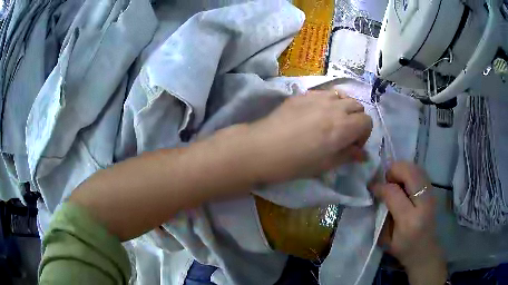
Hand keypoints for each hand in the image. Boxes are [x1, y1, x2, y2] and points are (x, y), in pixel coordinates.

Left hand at [247, 90, 372, 183]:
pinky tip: (315, 114)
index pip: (367, 121)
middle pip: (358, 106)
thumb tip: (362, 155)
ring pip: (342, 96)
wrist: (262, 148)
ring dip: (344, 108)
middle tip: (343, 134)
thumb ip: (347, 156)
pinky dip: (328, 102)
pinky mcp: (303, 94)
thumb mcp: (325, 165)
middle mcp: (334, 107)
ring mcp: (318, 97)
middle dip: (356, 120)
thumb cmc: (295, 163)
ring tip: (331, 121)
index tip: (352, 146)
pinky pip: (325, 93)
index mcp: (343, 126)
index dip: (364, 135)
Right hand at [370, 162, 446, 284]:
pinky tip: (404, 183)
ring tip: (394, 181)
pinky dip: (409, 172)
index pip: (393, 192)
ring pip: (416, 168)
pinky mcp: (434, 192)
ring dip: (402, 169)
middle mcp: (424, 203)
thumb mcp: (386, 239)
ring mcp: (432, 195)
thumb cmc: (403, 249)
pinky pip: (420, 172)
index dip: (380, 186)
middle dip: (393, 171)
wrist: (426, 251)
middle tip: (385, 181)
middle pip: (409, 172)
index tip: (372, 187)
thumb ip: (382, 214)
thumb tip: (377, 192)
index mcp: (409, 220)